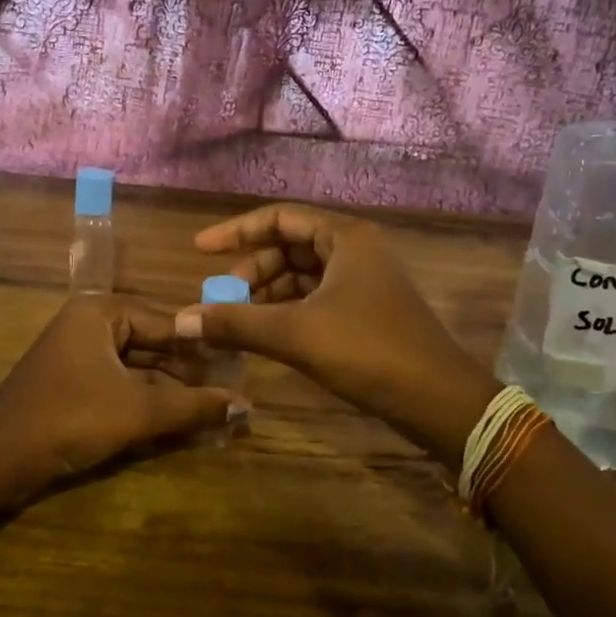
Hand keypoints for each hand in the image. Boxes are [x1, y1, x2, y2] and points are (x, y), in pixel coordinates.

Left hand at [0, 295, 244, 494]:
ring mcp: (79, 354)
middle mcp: (90, 324)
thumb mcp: (138, 411)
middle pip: (153, 344)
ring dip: (171, 390)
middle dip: (189, 372)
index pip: (167, 322)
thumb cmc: (70, 418)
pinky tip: (178, 419)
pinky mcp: (74, 383)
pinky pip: (121, 383)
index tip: (240, 365)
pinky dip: (147, 400)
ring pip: (138, 367)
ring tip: (213, 408)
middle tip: (231, 390)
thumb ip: (193, 407)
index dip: (204, 346)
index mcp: (101, 312)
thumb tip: (246, 406)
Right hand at [176, 205, 500, 462]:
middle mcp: (356, 250)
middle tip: (222, 298)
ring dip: (268, 293)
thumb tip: (179, 321)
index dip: (236, 231)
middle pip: (290, 246)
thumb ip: (235, 323)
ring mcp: (364, 281)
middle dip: (252, 270)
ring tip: (238, 319)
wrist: (436, 398)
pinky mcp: (367, 310)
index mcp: (345, 237)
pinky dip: (288, 310)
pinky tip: (267, 333)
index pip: (280, 218)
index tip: (200, 249)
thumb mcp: (294, 334)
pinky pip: (316, 297)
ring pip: (303, 274)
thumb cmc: (367, 350)